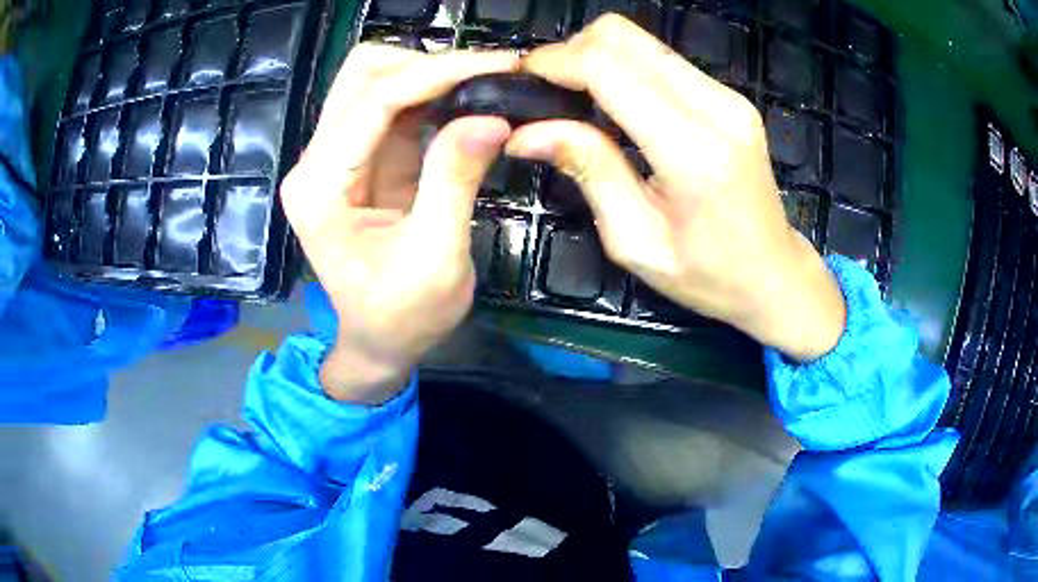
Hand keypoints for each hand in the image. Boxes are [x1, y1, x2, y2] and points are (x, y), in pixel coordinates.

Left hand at [281, 44, 518, 402]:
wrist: (379, 342)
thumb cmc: (402, 316)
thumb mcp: (435, 258)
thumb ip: (454, 181)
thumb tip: (492, 118)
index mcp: (320, 187)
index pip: (374, 100)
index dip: (438, 73)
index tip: (500, 65)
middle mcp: (316, 161)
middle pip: (364, 74)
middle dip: (429, 65)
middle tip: (490, 77)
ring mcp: (335, 155)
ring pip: (376, 80)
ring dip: (431, 75)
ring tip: (485, 85)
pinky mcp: (359, 158)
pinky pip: (392, 105)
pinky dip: (431, 94)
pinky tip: (467, 102)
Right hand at [506, 15, 844, 360]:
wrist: (774, 274)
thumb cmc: (707, 276)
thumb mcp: (636, 241)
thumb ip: (588, 170)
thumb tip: (527, 132)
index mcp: (691, 150)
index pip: (608, 69)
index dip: (554, 63)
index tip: (520, 79)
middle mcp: (715, 107)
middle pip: (623, 37)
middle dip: (571, 51)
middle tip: (545, 90)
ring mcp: (727, 96)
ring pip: (642, 40)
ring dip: (596, 56)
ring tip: (573, 96)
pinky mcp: (730, 96)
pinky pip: (662, 59)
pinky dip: (625, 67)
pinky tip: (613, 101)